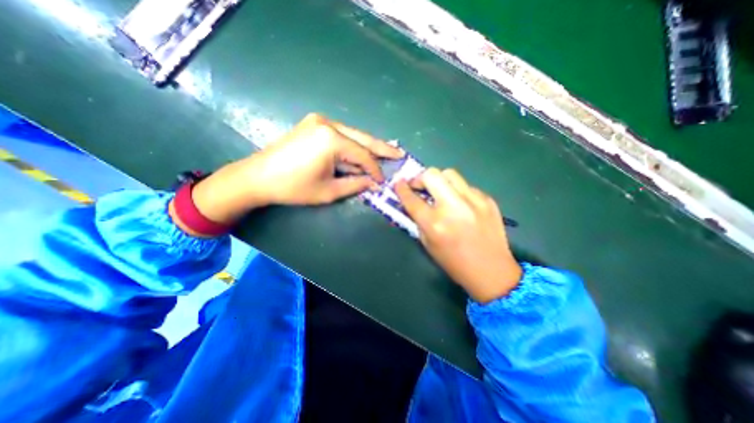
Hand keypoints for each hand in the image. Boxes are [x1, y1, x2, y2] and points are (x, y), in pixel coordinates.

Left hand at [176, 113, 403, 232]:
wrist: (258, 176)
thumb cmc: (293, 187)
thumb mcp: (328, 191)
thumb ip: (355, 184)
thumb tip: (374, 183)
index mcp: (331, 140)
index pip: (363, 156)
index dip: (375, 170)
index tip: (382, 181)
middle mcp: (328, 124)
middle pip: (362, 138)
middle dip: (381, 148)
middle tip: (399, 153)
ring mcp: (319, 121)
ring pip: (353, 135)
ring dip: (368, 146)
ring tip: (386, 152)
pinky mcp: (314, 124)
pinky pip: (341, 135)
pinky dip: (353, 145)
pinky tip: (363, 150)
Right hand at [396, 169, 524, 303]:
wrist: (492, 271)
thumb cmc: (454, 262)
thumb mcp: (428, 244)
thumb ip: (418, 220)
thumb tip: (412, 202)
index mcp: (435, 224)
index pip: (411, 199)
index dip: (401, 188)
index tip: (398, 183)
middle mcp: (453, 207)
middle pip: (431, 175)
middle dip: (420, 178)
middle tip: (419, 186)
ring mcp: (473, 200)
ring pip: (450, 174)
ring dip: (439, 180)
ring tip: (439, 191)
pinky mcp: (487, 199)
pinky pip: (466, 186)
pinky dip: (456, 191)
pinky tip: (459, 204)